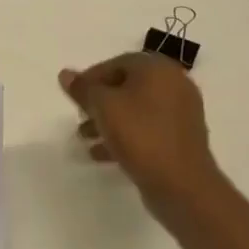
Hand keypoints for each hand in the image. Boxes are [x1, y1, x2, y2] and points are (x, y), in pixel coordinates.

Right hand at [61, 52, 227, 221]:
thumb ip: (83, 89)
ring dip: (108, 121)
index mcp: (158, 69)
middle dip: (99, 102)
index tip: (73, 97)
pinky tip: (101, 154)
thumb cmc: (140, 135)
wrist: (182, 184)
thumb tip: (66, 74)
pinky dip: (125, 136)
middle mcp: (174, 84)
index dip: (91, 78)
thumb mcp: (103, 107)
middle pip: (127, 87)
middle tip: (79, 117)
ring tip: (85, 138)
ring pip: (136, 110)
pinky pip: (147, 129)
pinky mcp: (181, 139)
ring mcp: (181, 113)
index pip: (117, 63)